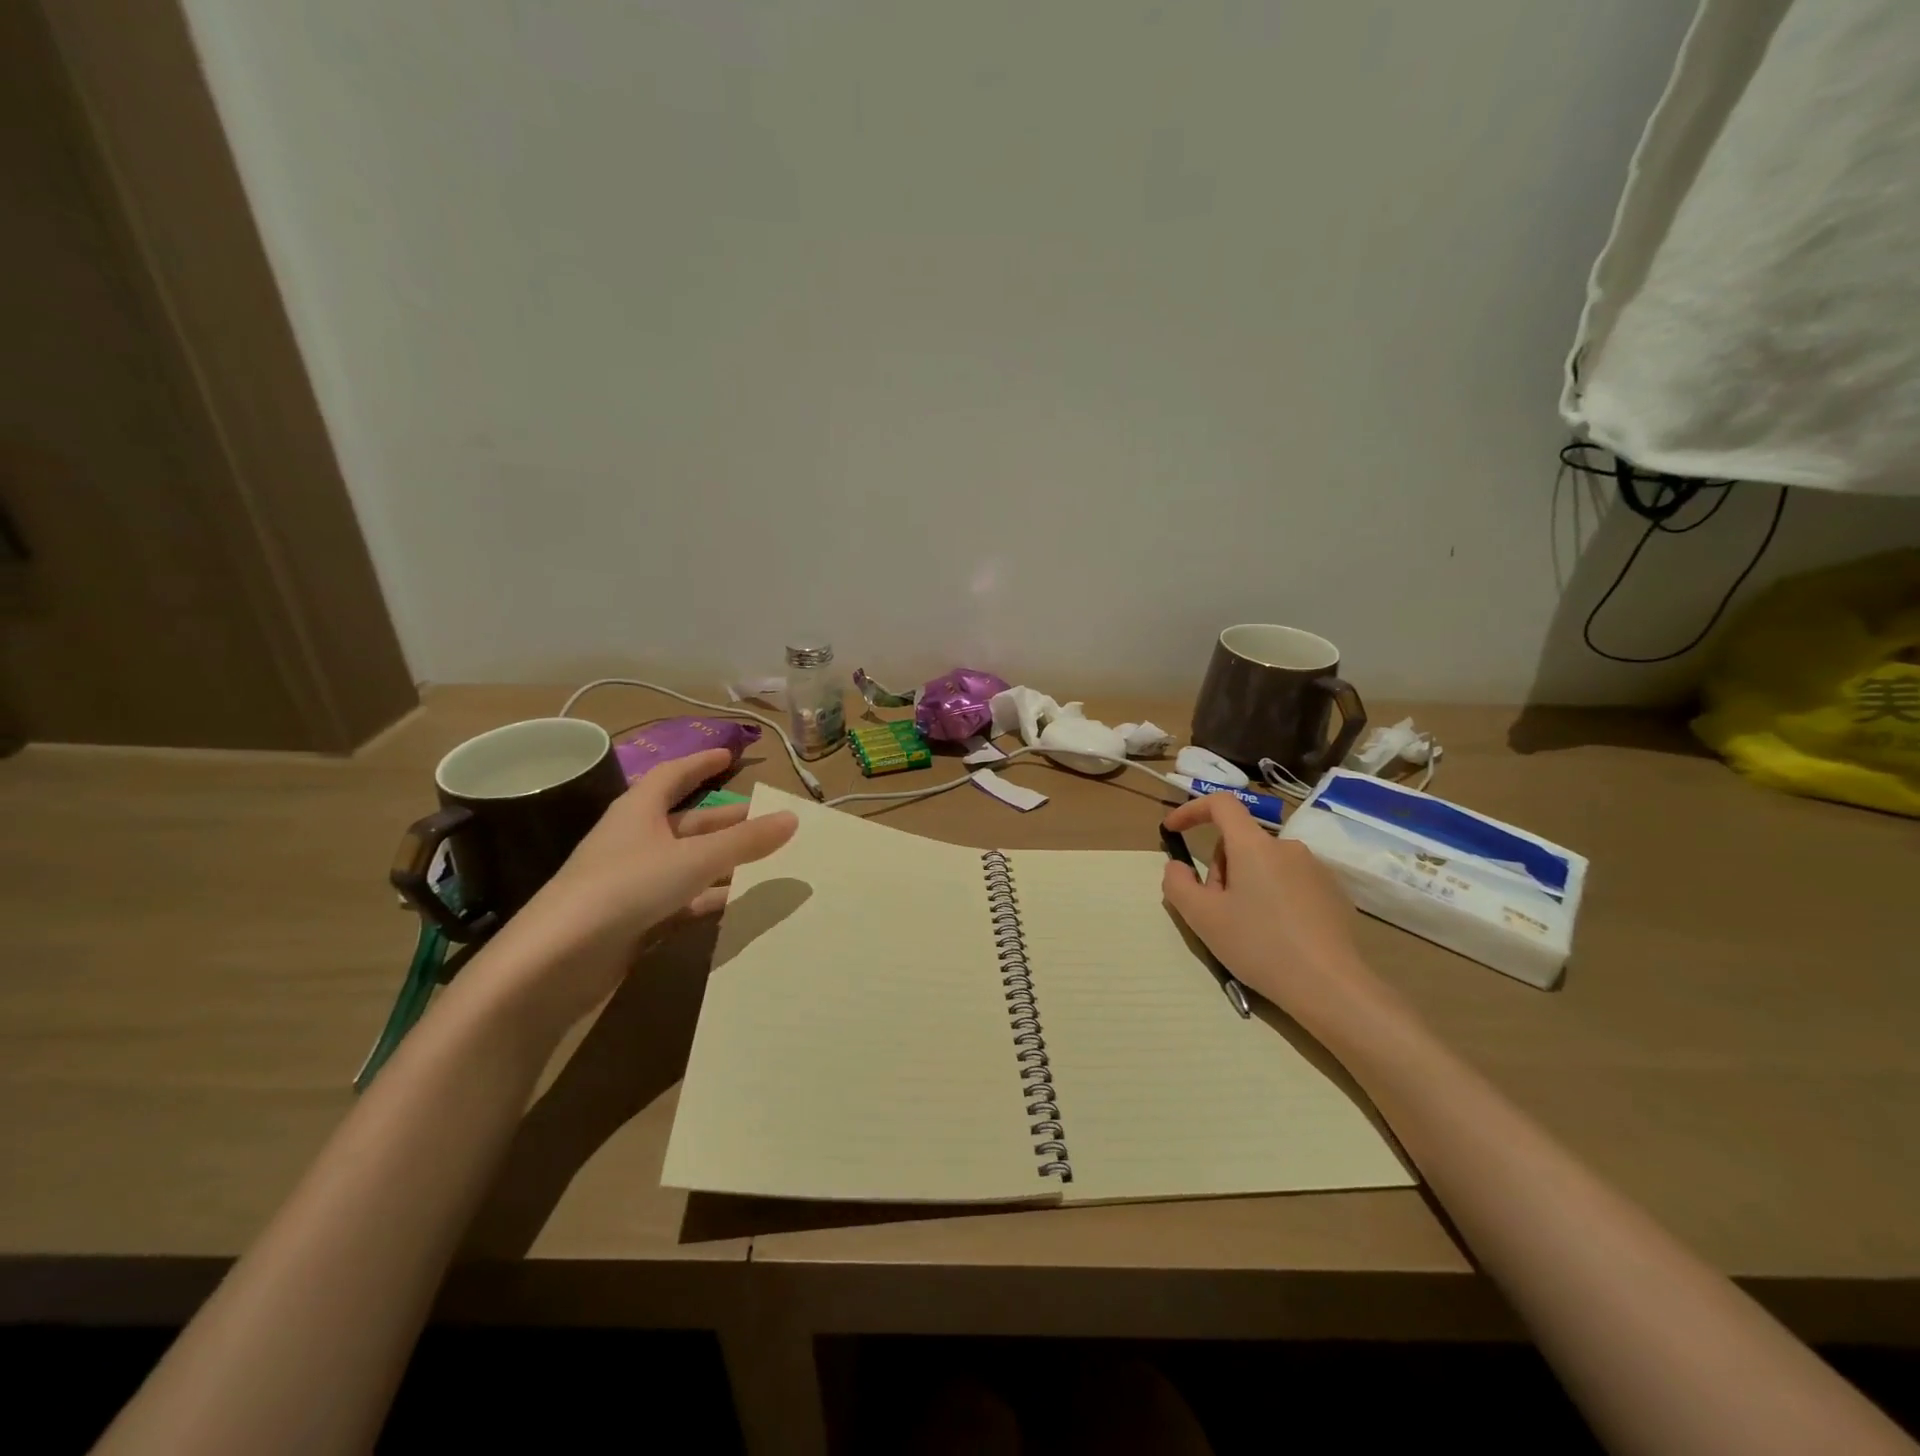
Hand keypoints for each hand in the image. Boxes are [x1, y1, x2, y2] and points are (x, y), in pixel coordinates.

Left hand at [478, 749, 797, 1027]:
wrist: (557, 959)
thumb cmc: (626, 887)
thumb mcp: (693, 859)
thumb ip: (744, 842)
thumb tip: (791, 818)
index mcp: (638, 811)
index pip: (672, 775)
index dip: (700, 763)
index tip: (728, 754)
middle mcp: (634, 840)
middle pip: (688, 822)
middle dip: (726, 820)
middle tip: (767, 820)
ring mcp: (632, 882)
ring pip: (687, 863)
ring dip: (722, 862)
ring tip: (765, 862)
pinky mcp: (633, 918)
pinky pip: (681, 900)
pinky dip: (708, 899)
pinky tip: (737, 905)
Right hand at [1160, 792, 1387, 1028]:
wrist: (1331, 987)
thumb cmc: (1259, 946)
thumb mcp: (1203, 918)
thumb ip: (1178, 884)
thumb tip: (1177, 867)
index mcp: (1253, 845)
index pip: (1221, 804)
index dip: (1192, 811)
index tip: (1173, 831)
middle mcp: (1287, 847)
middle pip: (1240, 841)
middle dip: (1220, 868)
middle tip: (1216, 910)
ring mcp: (1315, 868)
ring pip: (1264, 864)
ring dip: (1246, 884)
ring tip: (1247, 928)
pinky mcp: (1333, 892)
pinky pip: (1290, 881)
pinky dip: (1273, 897)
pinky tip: (1277, 935)